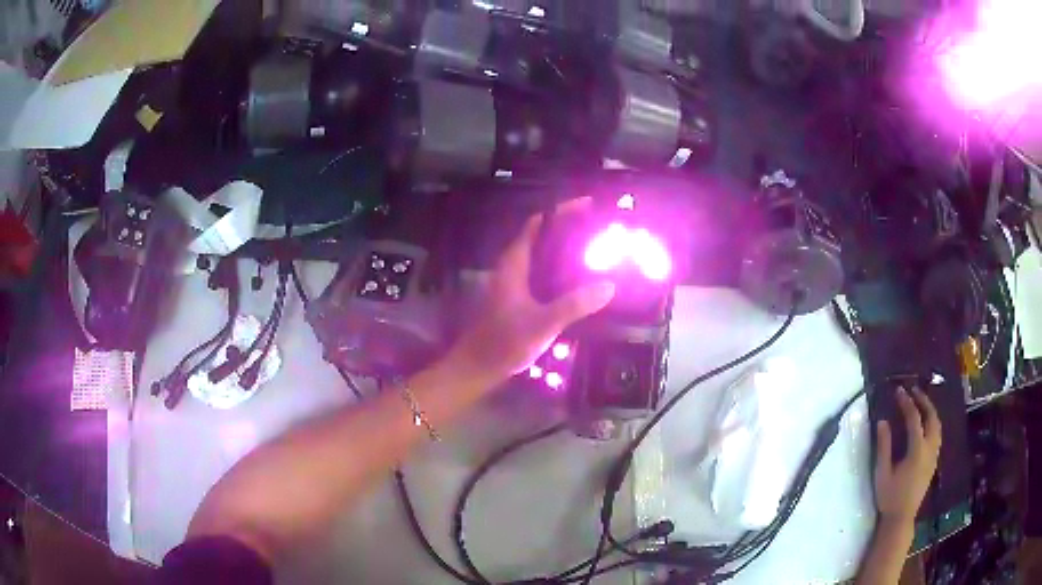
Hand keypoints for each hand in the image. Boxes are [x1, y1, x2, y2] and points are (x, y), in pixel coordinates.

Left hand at [449, 202, 615, 384]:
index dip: (561, 211)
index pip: (538, 224)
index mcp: (514, 263)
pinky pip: (542, 274)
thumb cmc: (504, 342)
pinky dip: (560, 270)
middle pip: (542, 236)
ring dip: (565, 250)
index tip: (589, 205)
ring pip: (542, 256)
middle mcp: (512, 267)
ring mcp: (513, 282)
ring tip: (595, 250)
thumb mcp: (543, 323)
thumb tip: (609, 286)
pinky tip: (579, 281)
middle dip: (568, 229)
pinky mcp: (517, 298)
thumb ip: (574, 304)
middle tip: (599, 228)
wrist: (477, 367)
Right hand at [873, 386, 941, 524]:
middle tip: (913, 390)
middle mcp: (930, 448)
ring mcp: (934, 454)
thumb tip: (882, 421)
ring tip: (920, 402)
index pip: (914, 418)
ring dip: (930, 410)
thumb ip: (883, 446)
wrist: (901, 517)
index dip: (907, 402)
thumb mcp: (882, 473)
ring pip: (937, 424)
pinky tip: (926, 423)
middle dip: (923, 400)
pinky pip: (938, 433)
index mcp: (917, 450)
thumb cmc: (889, 497)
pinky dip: (933, 421)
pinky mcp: (934, 460)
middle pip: (931, 416)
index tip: (899, 391)